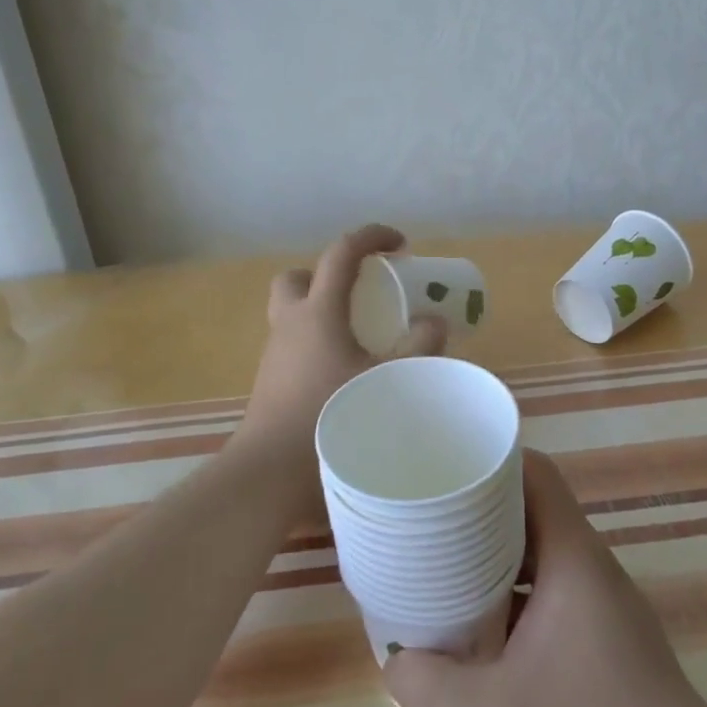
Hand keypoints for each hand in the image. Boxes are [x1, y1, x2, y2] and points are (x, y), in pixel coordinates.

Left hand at [239, 224, 446, 462]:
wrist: (271, 470)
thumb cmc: (330, 415)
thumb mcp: (387, 380)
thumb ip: (419, 348)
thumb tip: (436, 323)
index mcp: (318, 312)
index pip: (341, 253)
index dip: (372, 237)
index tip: (400, 244)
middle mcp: (290, 323)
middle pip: (298, 277)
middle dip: (327, 274)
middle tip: (360, 293)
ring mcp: (275, 353)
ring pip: (292, 312)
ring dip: (321, 310)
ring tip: (359, 335)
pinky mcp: (271, 381)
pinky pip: (293, 344)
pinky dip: (316, 343)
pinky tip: (342, 371)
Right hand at [384, 450, 706, 706]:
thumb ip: (430, 689)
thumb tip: (394, 664)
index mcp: (572, 556)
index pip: (534, 473)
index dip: (490, 461)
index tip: (442, 468)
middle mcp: (586, 568)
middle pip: (528, 513)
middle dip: (476, 514)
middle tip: (425, 522)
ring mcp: (596, 607)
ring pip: (534, 560)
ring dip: (490, 563)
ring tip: (437, 573)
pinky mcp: (598, 645)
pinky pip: (543, 600)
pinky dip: (508, 603)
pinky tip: (474, 637)